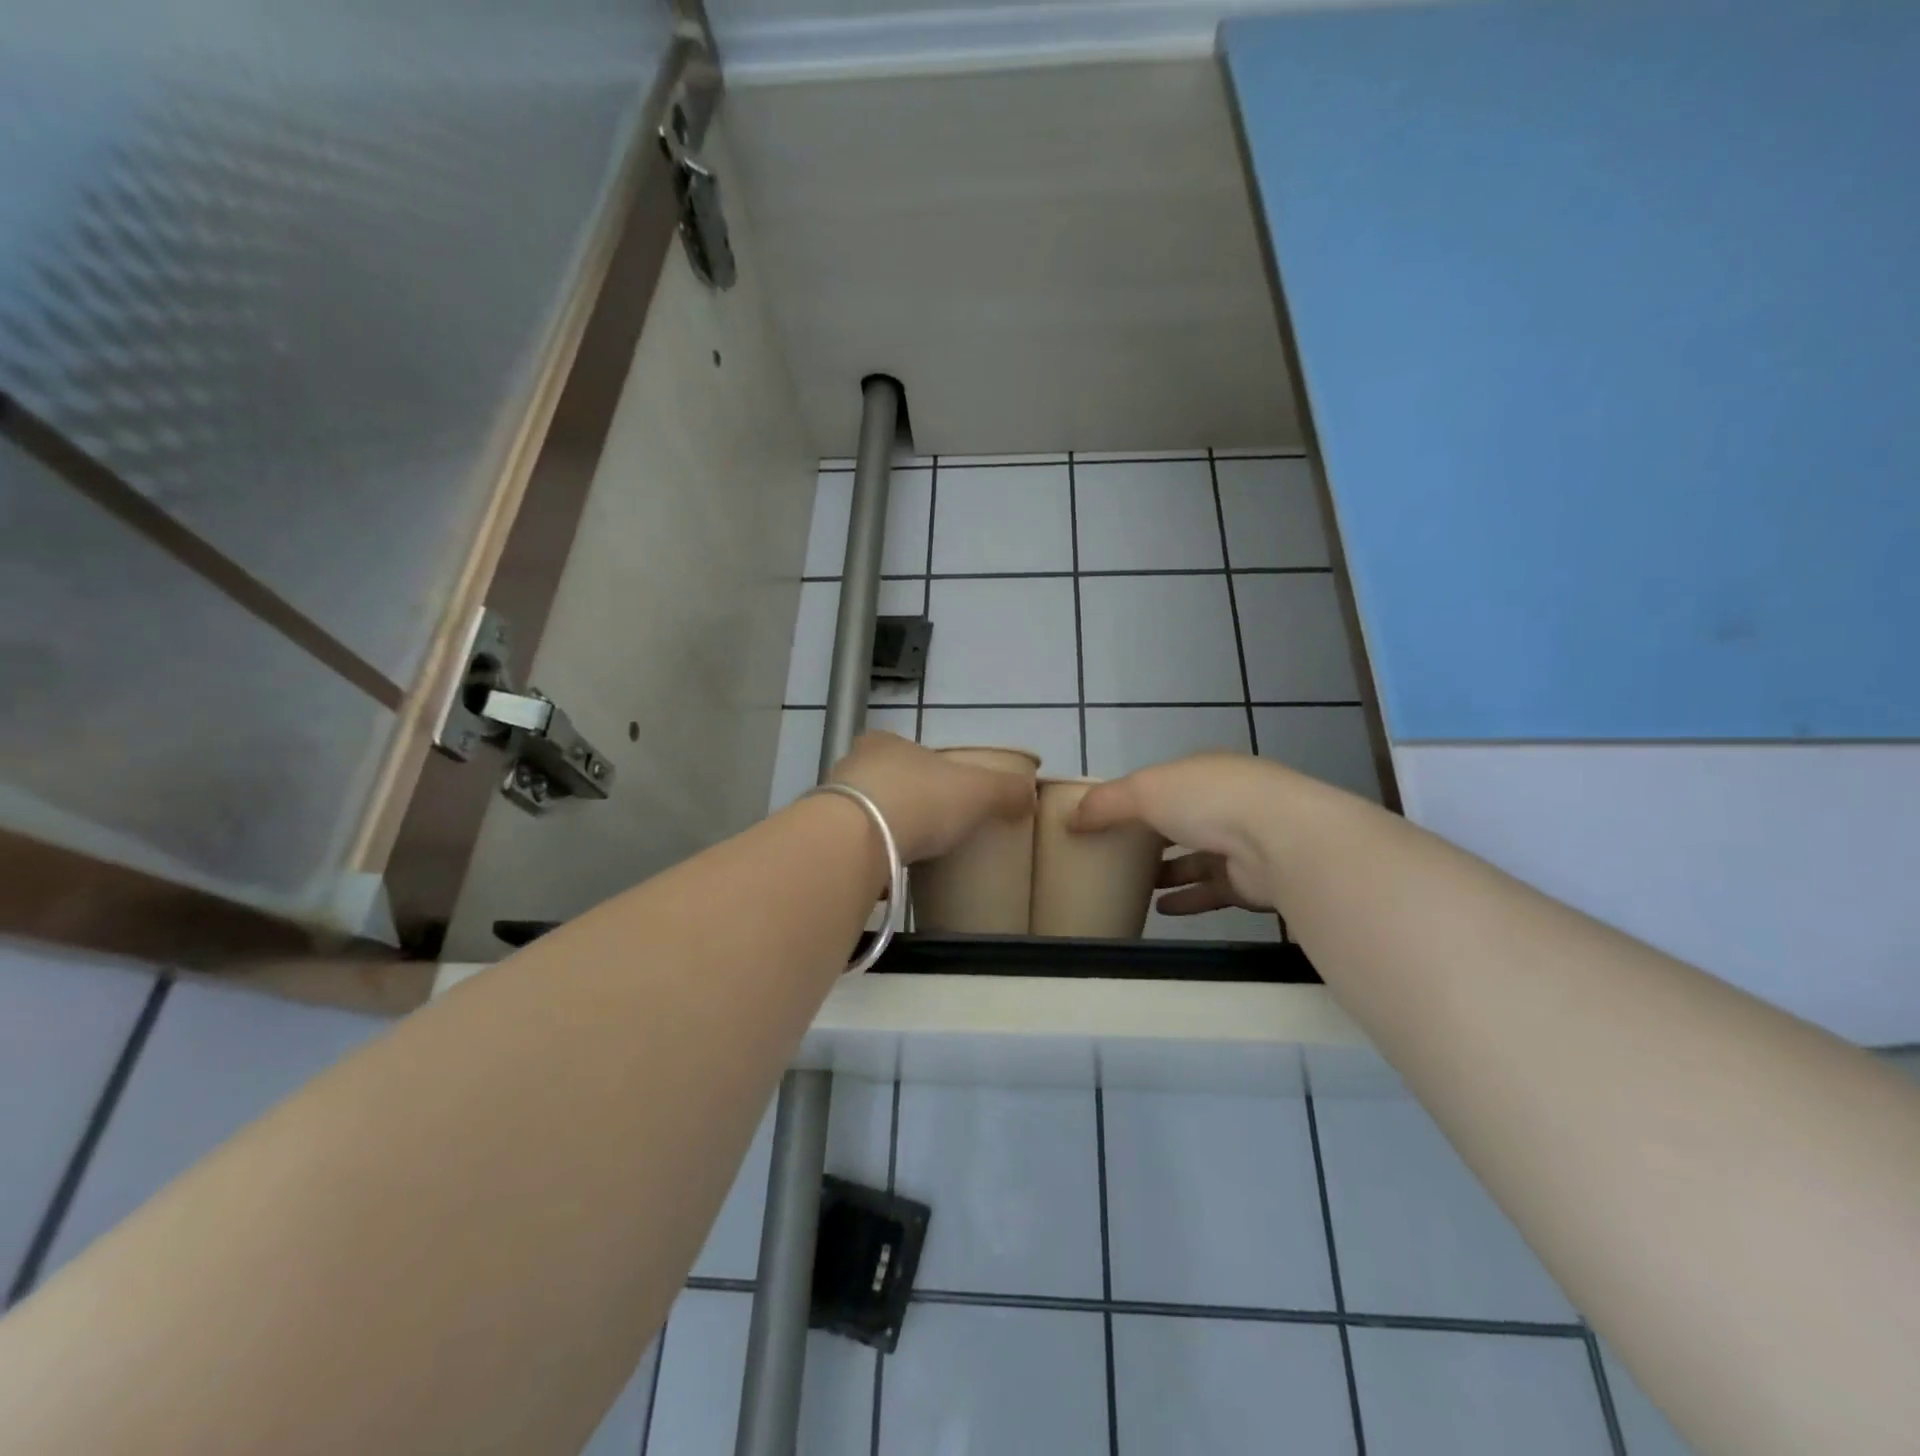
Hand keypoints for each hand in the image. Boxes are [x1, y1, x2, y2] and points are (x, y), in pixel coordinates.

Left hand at [830, 731, 1034, 863]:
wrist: (858, 838)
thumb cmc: (921, 799)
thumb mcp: (978, 790)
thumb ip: (1005, 790)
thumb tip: (1030, 795)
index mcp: (886, 743)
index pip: (904, 748)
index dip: (924, 768)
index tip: (940, 792)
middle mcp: (852, 764)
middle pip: (881, 780)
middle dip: (901, 801)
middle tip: (927, 827)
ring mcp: (830, 802)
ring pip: (861, 814)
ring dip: (879, 832)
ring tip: (908, 856)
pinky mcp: (821, 839)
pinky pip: (848, 849)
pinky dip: (864, 862)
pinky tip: (883, 880)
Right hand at [1071, 753, 1291, 915]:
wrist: (1281, 839)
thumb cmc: (1207, 801)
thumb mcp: (1143, 790)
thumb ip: (1105, 803)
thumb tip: (1071, 819)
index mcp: (1203, 772)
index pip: (1165, 783)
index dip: (1137, 798)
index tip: (1108, 818)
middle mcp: (1226, 803)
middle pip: (1182, 820)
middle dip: (1152, 836)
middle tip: (1116, 855)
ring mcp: (1242, 842)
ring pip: (1196, 858)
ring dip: (1168, 871)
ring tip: (1133, 885)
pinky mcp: (1250, 881)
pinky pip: (1212, 890)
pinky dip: (1187, 898)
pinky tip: (1161, 909)